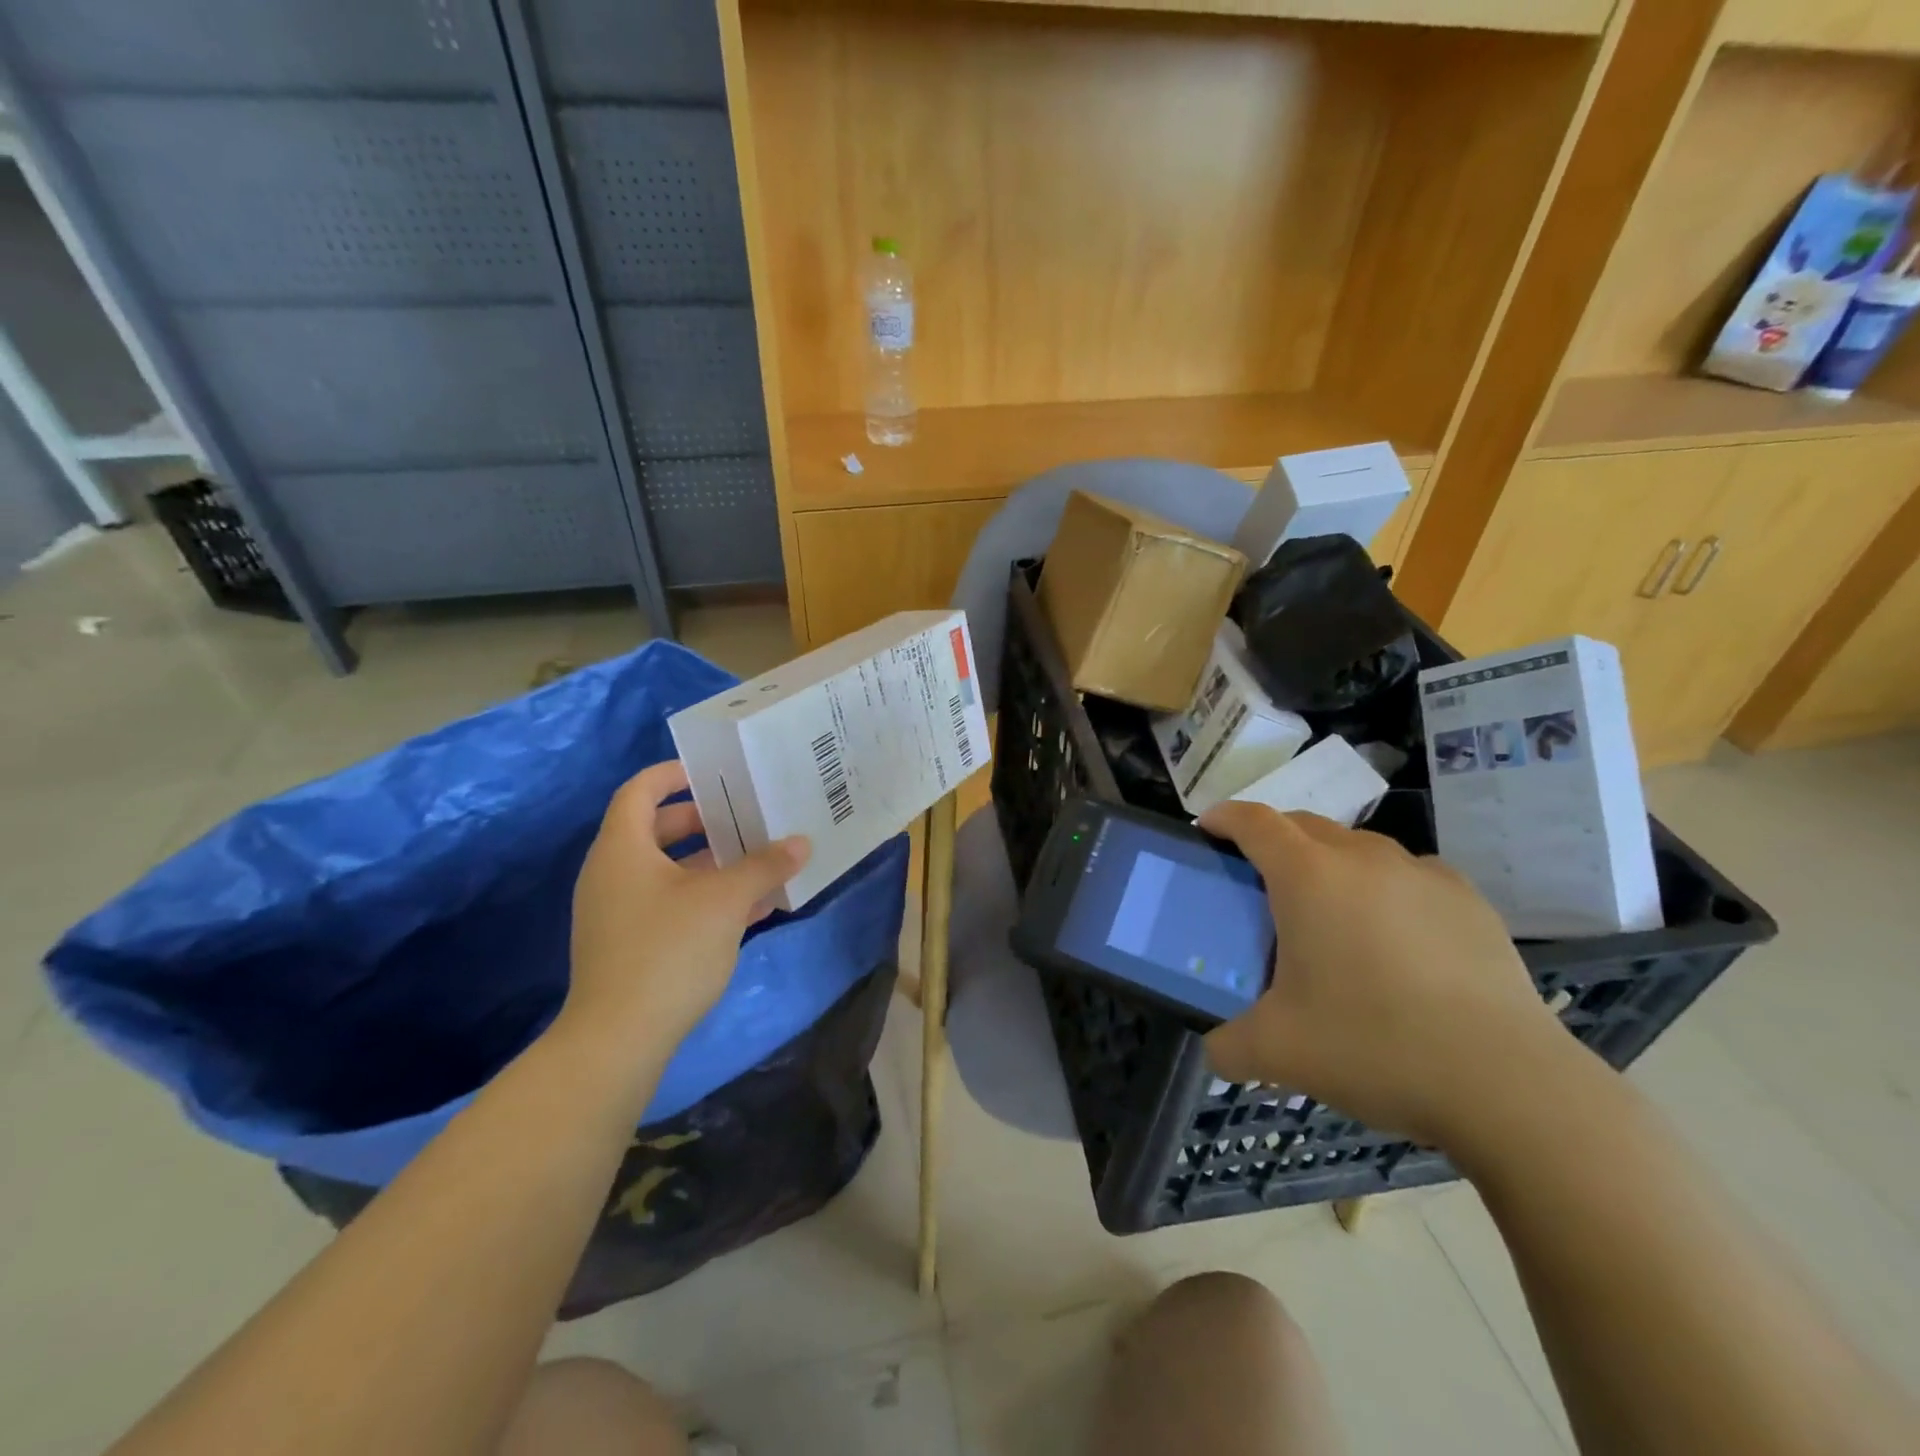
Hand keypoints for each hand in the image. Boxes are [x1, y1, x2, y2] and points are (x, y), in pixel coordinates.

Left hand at [561, 760, 809, 1067]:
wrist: (618, 1039)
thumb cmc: (668, 950)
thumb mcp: (725, 901)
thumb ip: (764, 866)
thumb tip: (801, 843)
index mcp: (623, 848)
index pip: (640, 791)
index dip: (674, 775)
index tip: (714, 773)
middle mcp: (611, 873)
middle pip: (656, 829)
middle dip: (703, 821)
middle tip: (745, 816)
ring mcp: (616, 912)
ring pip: (666, 870)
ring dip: (710, 862)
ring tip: (757, 860)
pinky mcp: (627, 945)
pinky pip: (667, 903)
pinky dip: (702, 896)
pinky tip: (749, 909)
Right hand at [1198, 802, 1572, 1150]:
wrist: (1505, 1083)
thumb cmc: (1372, 1046)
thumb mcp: (1278, 1053)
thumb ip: (1228, 1046)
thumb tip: (1214, 1050)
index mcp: (1307, 876)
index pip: (1254, 822)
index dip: (1224, 817)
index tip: (1207, 827)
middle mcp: (1362, 858)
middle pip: (1304, 824)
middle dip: (1273, 838)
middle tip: (1259, 879)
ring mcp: (1421, 874)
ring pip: (1358, 847)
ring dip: (1330, 862)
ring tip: (1328, 911)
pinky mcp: (1468, 901)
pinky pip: (1408, 874)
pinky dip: (1384, 887)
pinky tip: (1392, 934)